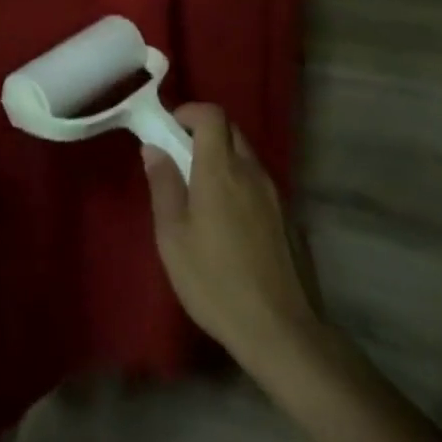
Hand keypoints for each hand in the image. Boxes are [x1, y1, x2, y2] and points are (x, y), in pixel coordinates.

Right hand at [144, 104, 322, 369]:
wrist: (279, 330)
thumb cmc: (214, 281)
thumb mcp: (173, 236)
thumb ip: (164, 185)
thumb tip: (154, 148)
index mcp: (220, 171)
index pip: (212, 115)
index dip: (190, 112)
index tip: (169, 128)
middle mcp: (251, 173)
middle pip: (231, 131)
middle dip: (204, 133)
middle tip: (179, 159)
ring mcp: (274, 195)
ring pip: (246, 157)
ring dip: (222, 159)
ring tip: (200, 194)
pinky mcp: (288, 218)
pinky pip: (258, 183)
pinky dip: (239, 183)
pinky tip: (227, 222)